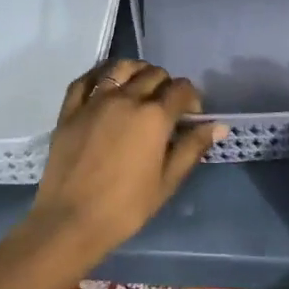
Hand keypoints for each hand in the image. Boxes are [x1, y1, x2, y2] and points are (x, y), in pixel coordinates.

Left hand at [26, 60, 223, 259]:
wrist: (71, 221)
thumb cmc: (126, 207)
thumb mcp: (167, 181)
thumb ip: (192, 147)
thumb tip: (218, 126)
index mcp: (154, 116)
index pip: (182, 90)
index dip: (192, 100)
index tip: (190, 117)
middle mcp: (126, 98)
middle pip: (154, 74)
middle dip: (167, 85)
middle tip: (166, 107)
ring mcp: (95, 101)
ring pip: (121, 68)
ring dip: (137, 71)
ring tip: (139, 87)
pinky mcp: (70, 110)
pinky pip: (85, 79)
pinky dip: (99, 75)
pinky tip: (105, 83)